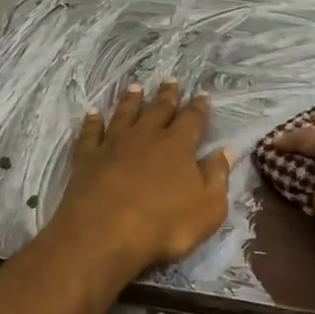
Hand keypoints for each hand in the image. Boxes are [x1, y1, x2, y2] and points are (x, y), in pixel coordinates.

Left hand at [50, 80, 232, 271]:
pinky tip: (92, 113)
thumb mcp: (208, 206)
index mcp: (178, 146)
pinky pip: (90, 133)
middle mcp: (146, 136)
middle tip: (170, 80)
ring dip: (131, 100)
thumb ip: (218, 176)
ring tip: (135, 88)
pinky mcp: (87, 157)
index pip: (193, 119)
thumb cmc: (165, 224)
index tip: (202, 95)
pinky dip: (92, 121)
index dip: (199, 107)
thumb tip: (227, 151)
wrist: (105, 233)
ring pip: (124, 114)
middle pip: (158, 110)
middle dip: (167, 95)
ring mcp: (113, 144)